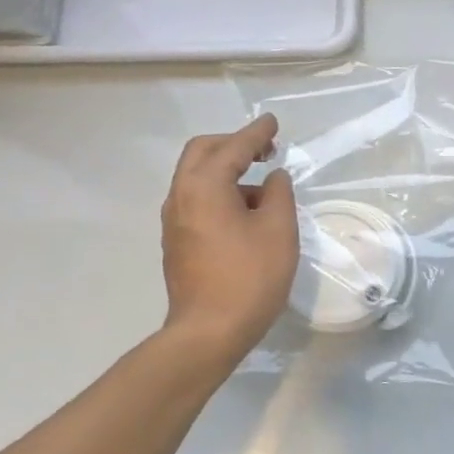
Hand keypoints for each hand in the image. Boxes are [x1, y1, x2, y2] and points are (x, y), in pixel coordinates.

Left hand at [159, 115, 298, 363]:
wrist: (209, 331)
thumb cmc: (250, 276)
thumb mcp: (278, 230)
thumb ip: (279, 194)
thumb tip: (273, 179)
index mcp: (204, 187)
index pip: (232, 148)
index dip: (256, 133)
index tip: (273, 122)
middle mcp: (181, 196)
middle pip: (202, 154)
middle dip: (234, 144)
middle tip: (265, 148)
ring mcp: (174, 220)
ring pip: (197, 177)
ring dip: (227, 170)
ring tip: (262, 185)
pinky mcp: (177, 241)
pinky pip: (197, 200)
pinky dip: (220, 191)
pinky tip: (245, 211)